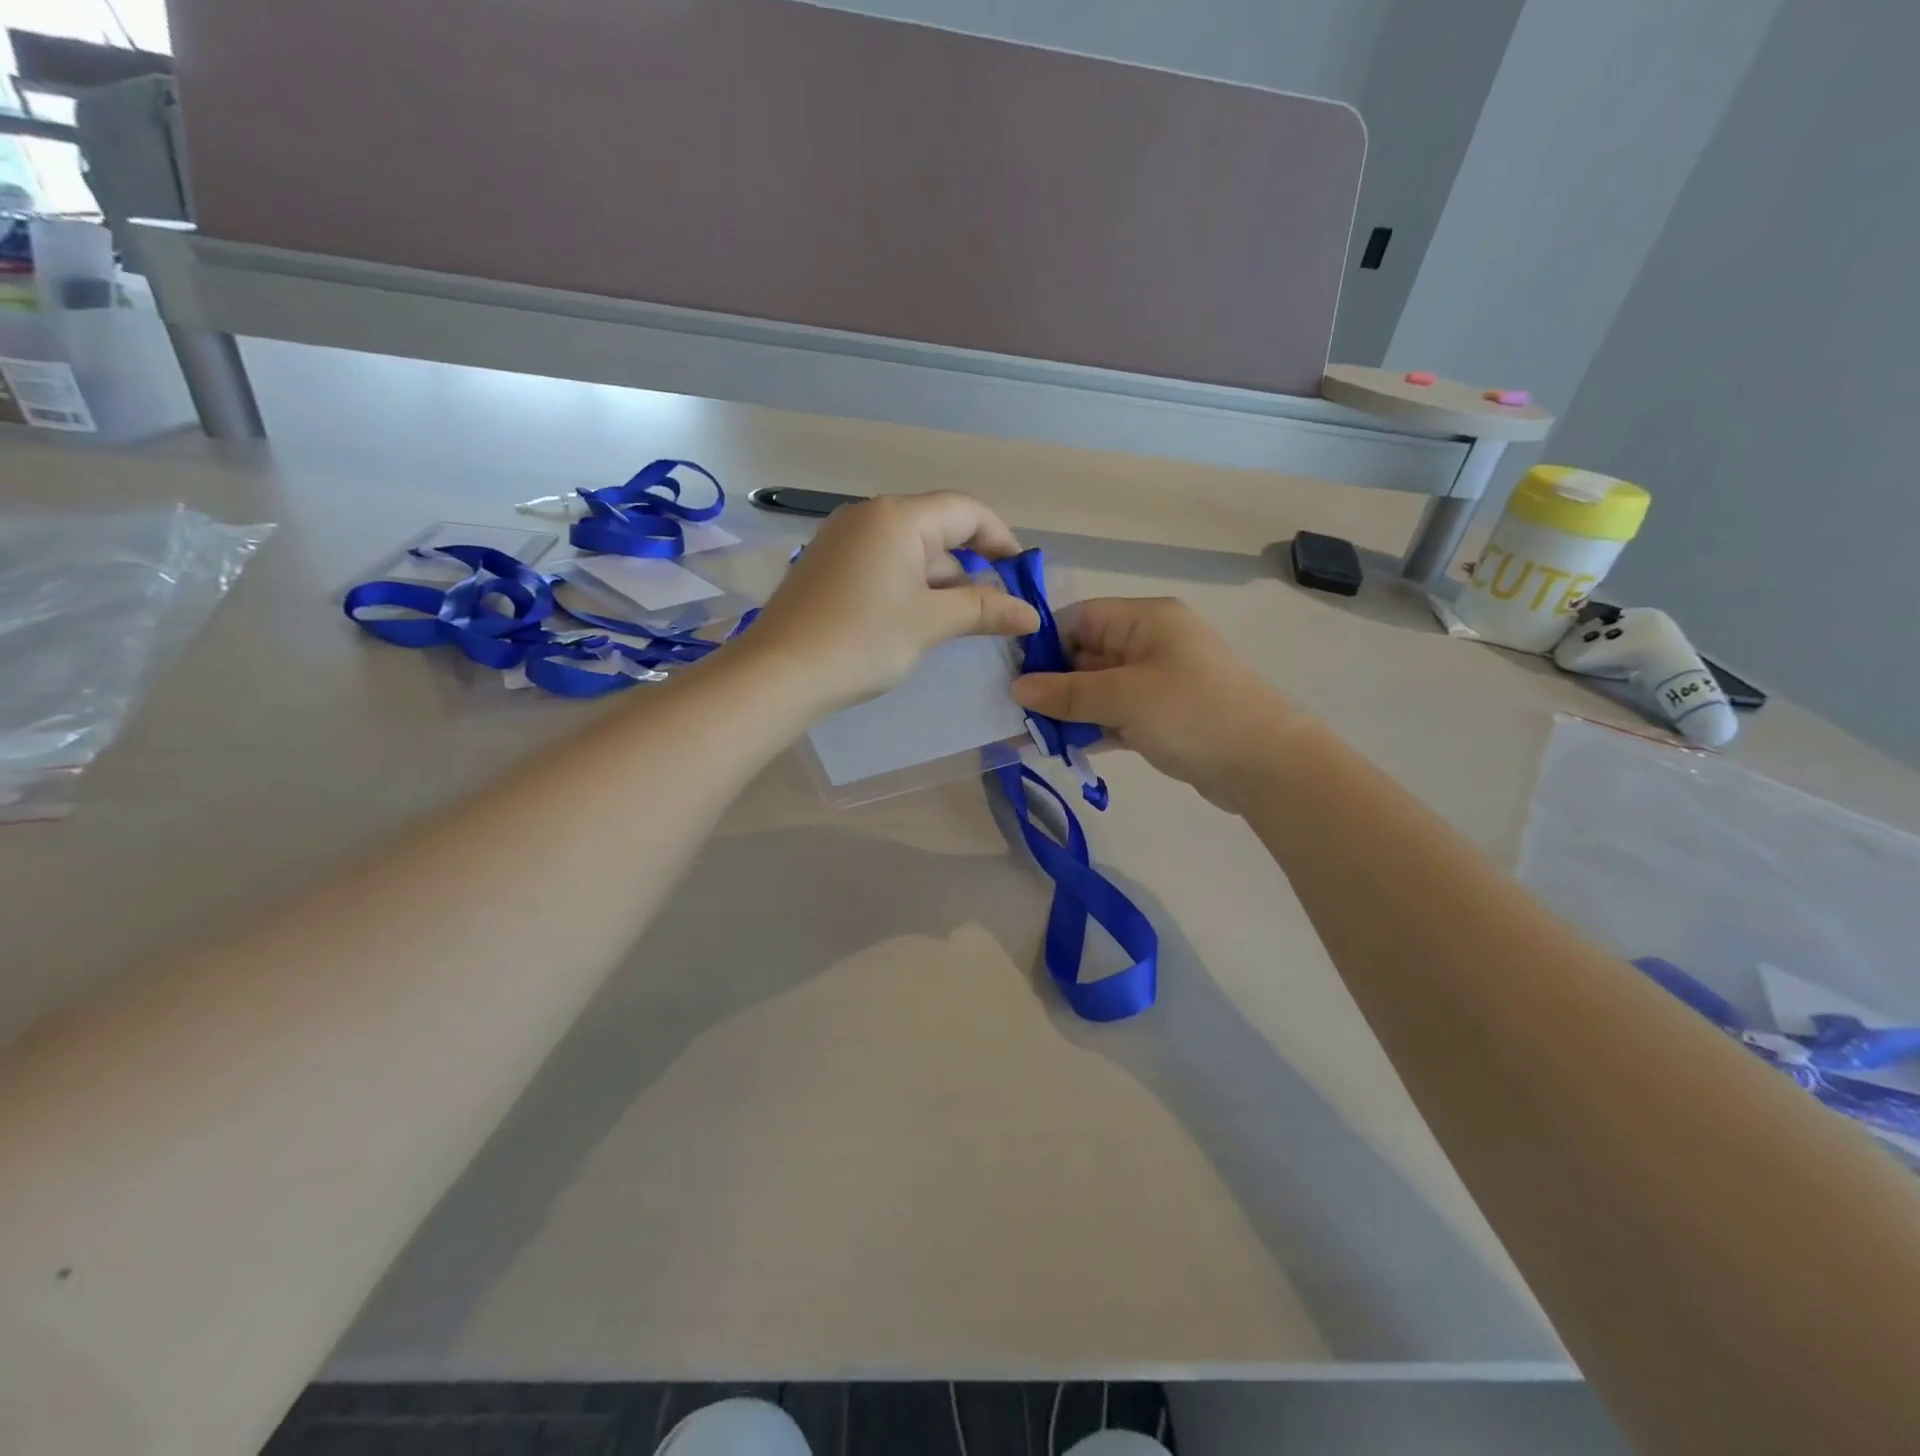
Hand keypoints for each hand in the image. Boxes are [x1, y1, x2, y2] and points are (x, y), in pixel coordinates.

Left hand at [737, 492, 1039, 714]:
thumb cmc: (862, 640)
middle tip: (994, 611)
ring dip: (942, 583)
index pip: (966, 511)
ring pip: (911, 551)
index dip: (1002, 540)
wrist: (779, 673)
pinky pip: (884, 565)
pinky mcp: (828, 566)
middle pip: (938, 529)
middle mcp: (868, 516)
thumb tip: (1031, 613)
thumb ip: (984, 610)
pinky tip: (917, 623)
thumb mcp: (930, 622)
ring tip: (960, 624)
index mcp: (897, 517)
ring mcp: (843, 540)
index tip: (1022, 578)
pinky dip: (910, 587)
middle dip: (972, 568)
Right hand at [1011, 597, 1304, 811]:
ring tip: (1029, 735)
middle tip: (1012, 713)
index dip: (1043, 643)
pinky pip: (1115, 714)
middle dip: (1050, 684)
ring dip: (1067, 711)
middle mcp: (1150, 643)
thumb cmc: (1192, 713)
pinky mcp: (1162, 716)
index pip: (1079, 618)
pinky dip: (1091, 728)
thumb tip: (1017, 688)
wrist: (1266, 764)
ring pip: (1098, 689)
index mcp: (1145, 620)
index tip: (1009, 675)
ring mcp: (1157, 681)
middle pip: (1085, 654)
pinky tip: (1062, 748)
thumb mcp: (1123, 698)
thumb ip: (1067, 693)